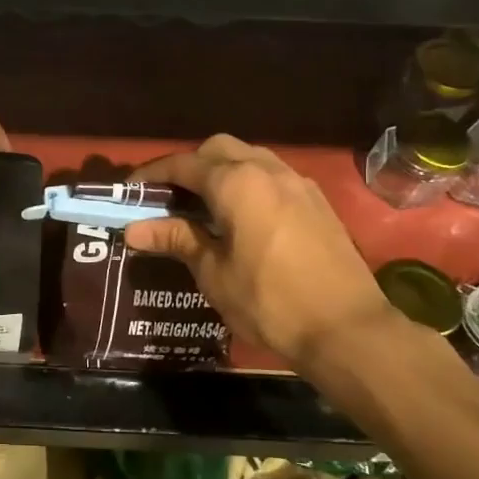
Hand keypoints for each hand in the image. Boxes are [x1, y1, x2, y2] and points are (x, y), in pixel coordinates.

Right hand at [123, 135, 394, 367]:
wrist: (348, 329)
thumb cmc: (270, 301)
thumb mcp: (214, 273)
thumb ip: (176, 240)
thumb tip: (133, 229)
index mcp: (236, 183)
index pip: (183, 165)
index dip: (153, 175)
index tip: (131, 190)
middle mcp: (267, 170)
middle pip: (217, 149)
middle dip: (189, 165)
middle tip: (169, 196)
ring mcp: (297, 183)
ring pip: (249, 158)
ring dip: (221, 171)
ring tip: (203, 204)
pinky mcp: (317, 201)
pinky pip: (273, 175)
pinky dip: (248, 183)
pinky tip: (242, 216)